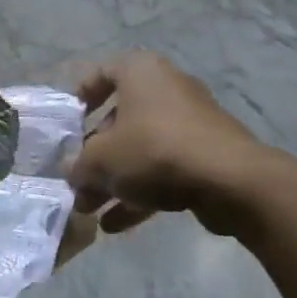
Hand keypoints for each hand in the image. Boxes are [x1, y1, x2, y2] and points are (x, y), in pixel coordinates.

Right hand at [66, 52, 280, 236]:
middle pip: (119, 120)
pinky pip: (164, 169)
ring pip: (140, 150)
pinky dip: (140, 192)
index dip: (80, 97)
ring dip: (113, 181)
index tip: (67, 124)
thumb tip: (70, 171)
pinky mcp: (206, 154)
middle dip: (94, 156)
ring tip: (89, 211)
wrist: (229, 180)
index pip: (102, 73)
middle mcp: (167, 89)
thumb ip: (78, 164)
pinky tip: (116, 224)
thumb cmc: (154, 150)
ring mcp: (190, 123)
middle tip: (76, 182)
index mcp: (141, 73)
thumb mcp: (100, 159)